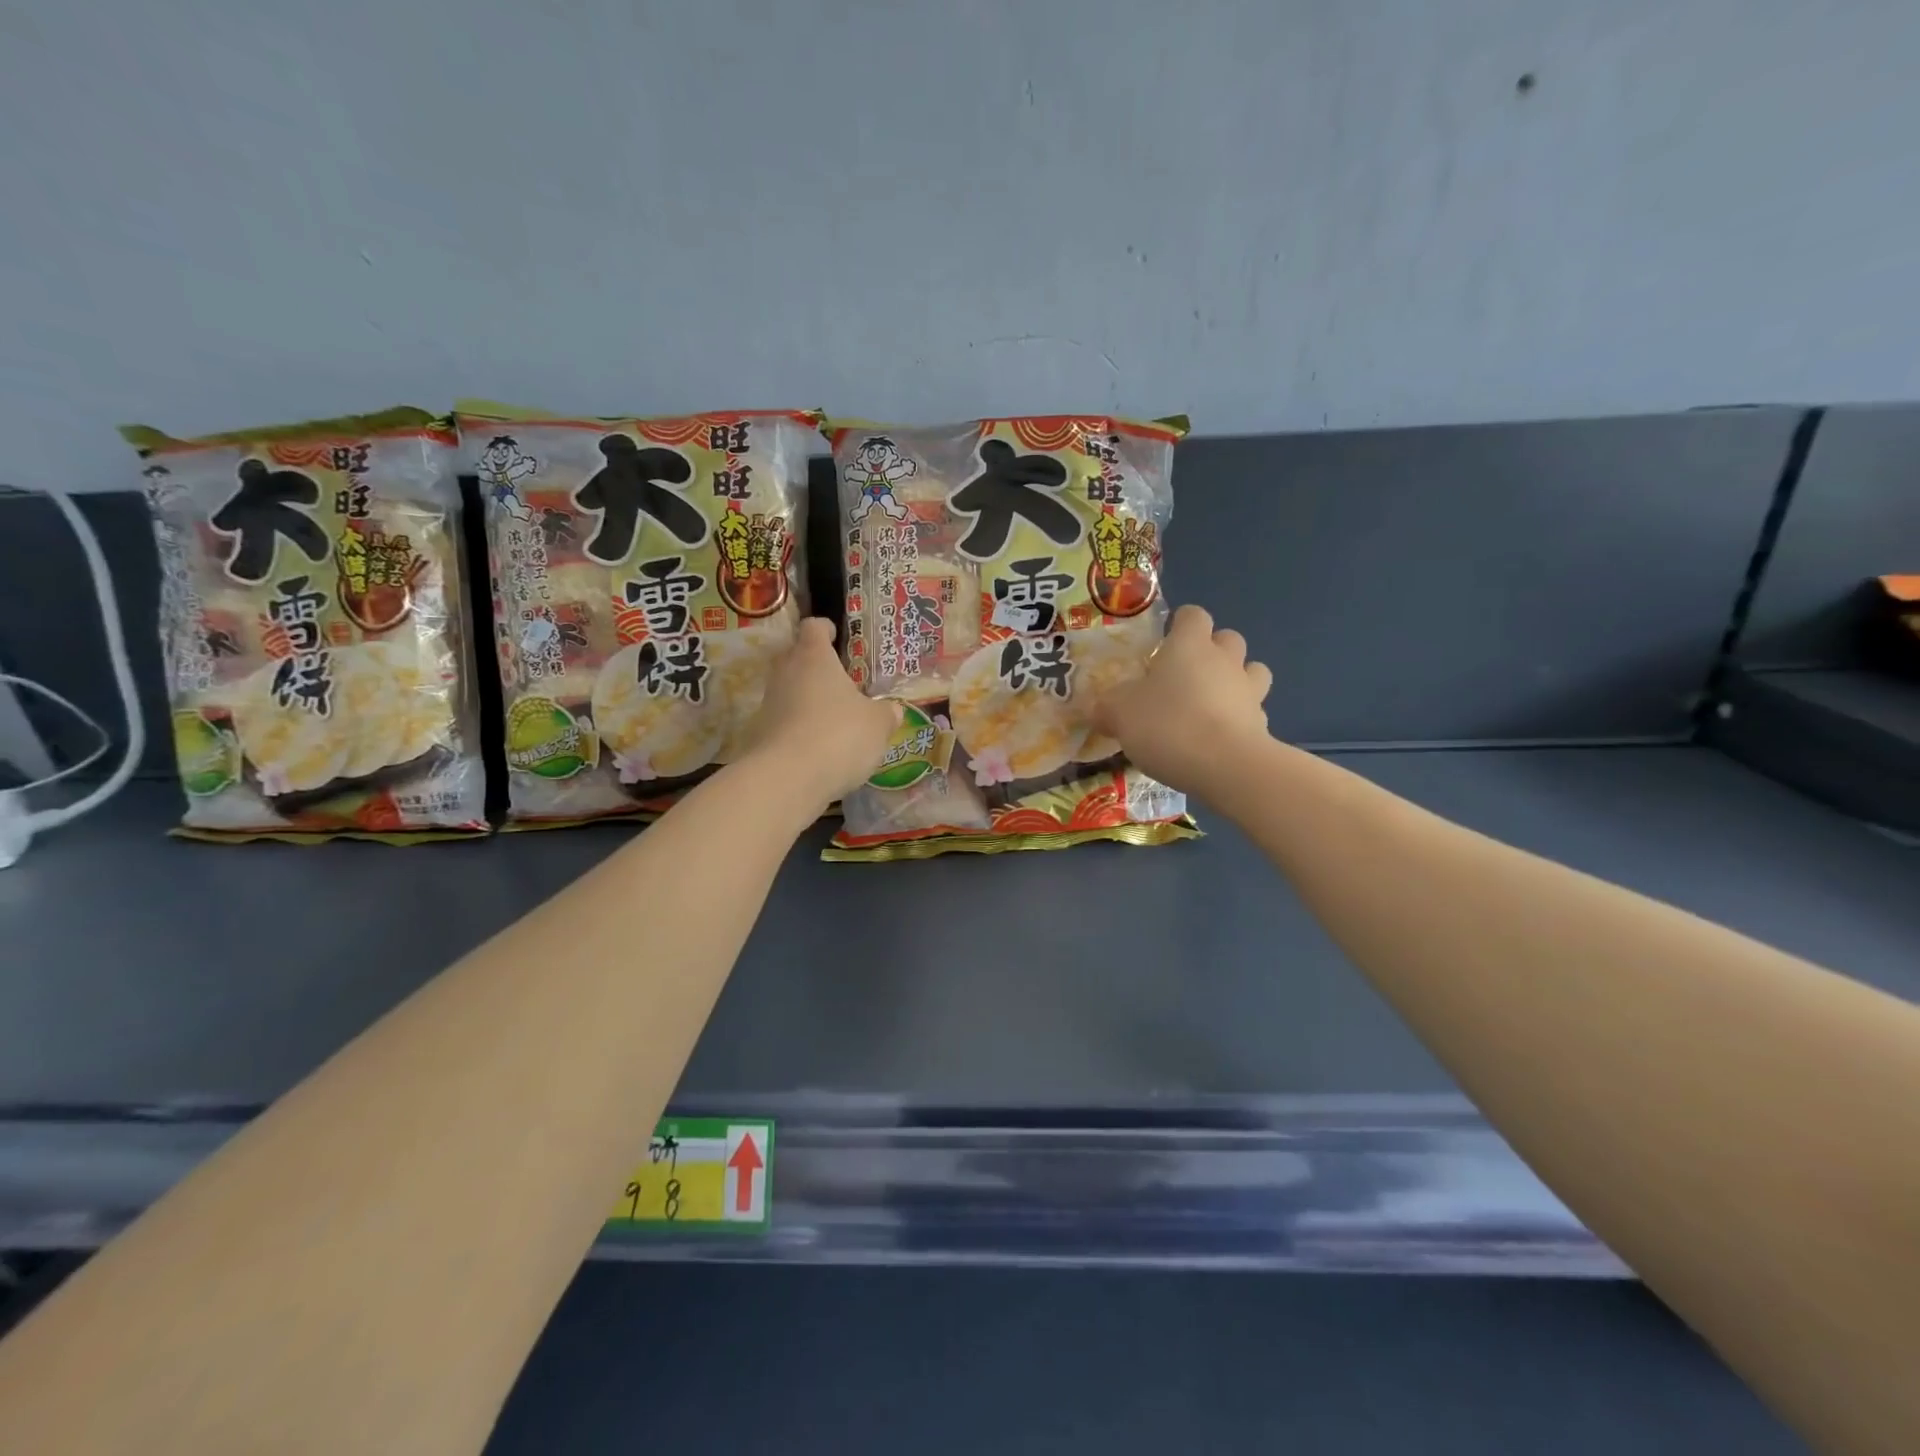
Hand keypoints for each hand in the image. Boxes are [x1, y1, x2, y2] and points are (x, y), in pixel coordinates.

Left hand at [744, 617, 899, 806]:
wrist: (787, 779)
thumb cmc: (839, 736)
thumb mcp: (878, 725)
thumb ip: (887, 714)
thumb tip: (893, 710)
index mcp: (814, 657)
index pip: (813, 627)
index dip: (825, 628)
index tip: (835, 635)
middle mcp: (786, 672)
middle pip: (795, 655)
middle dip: (814, 663)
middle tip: (838, 678)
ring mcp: (769, 703)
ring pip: (788, 689)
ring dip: (807, 698)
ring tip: (833, 715)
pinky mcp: (761, 733)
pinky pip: (784, 720)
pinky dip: (799, 727)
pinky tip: (819, 745)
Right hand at [1093, 604, 1273, 795]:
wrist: (1226, 767)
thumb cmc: (1168, 724)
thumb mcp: (1119, 714)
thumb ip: (1107, 707)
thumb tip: (1097, 709)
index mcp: (1189, 645)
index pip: (1192, 615)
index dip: (1179, 625)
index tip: (1163, 645)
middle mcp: (1225, 660)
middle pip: (1229, 638)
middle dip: (1212, 651)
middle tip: (1185, 677)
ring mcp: (1249, 691)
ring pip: (1252, 672)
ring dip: (1235, 681)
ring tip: (1210, 704)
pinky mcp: (1263, 725)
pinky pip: (1253, 712)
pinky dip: (1239, 720)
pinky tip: (1218, 740)